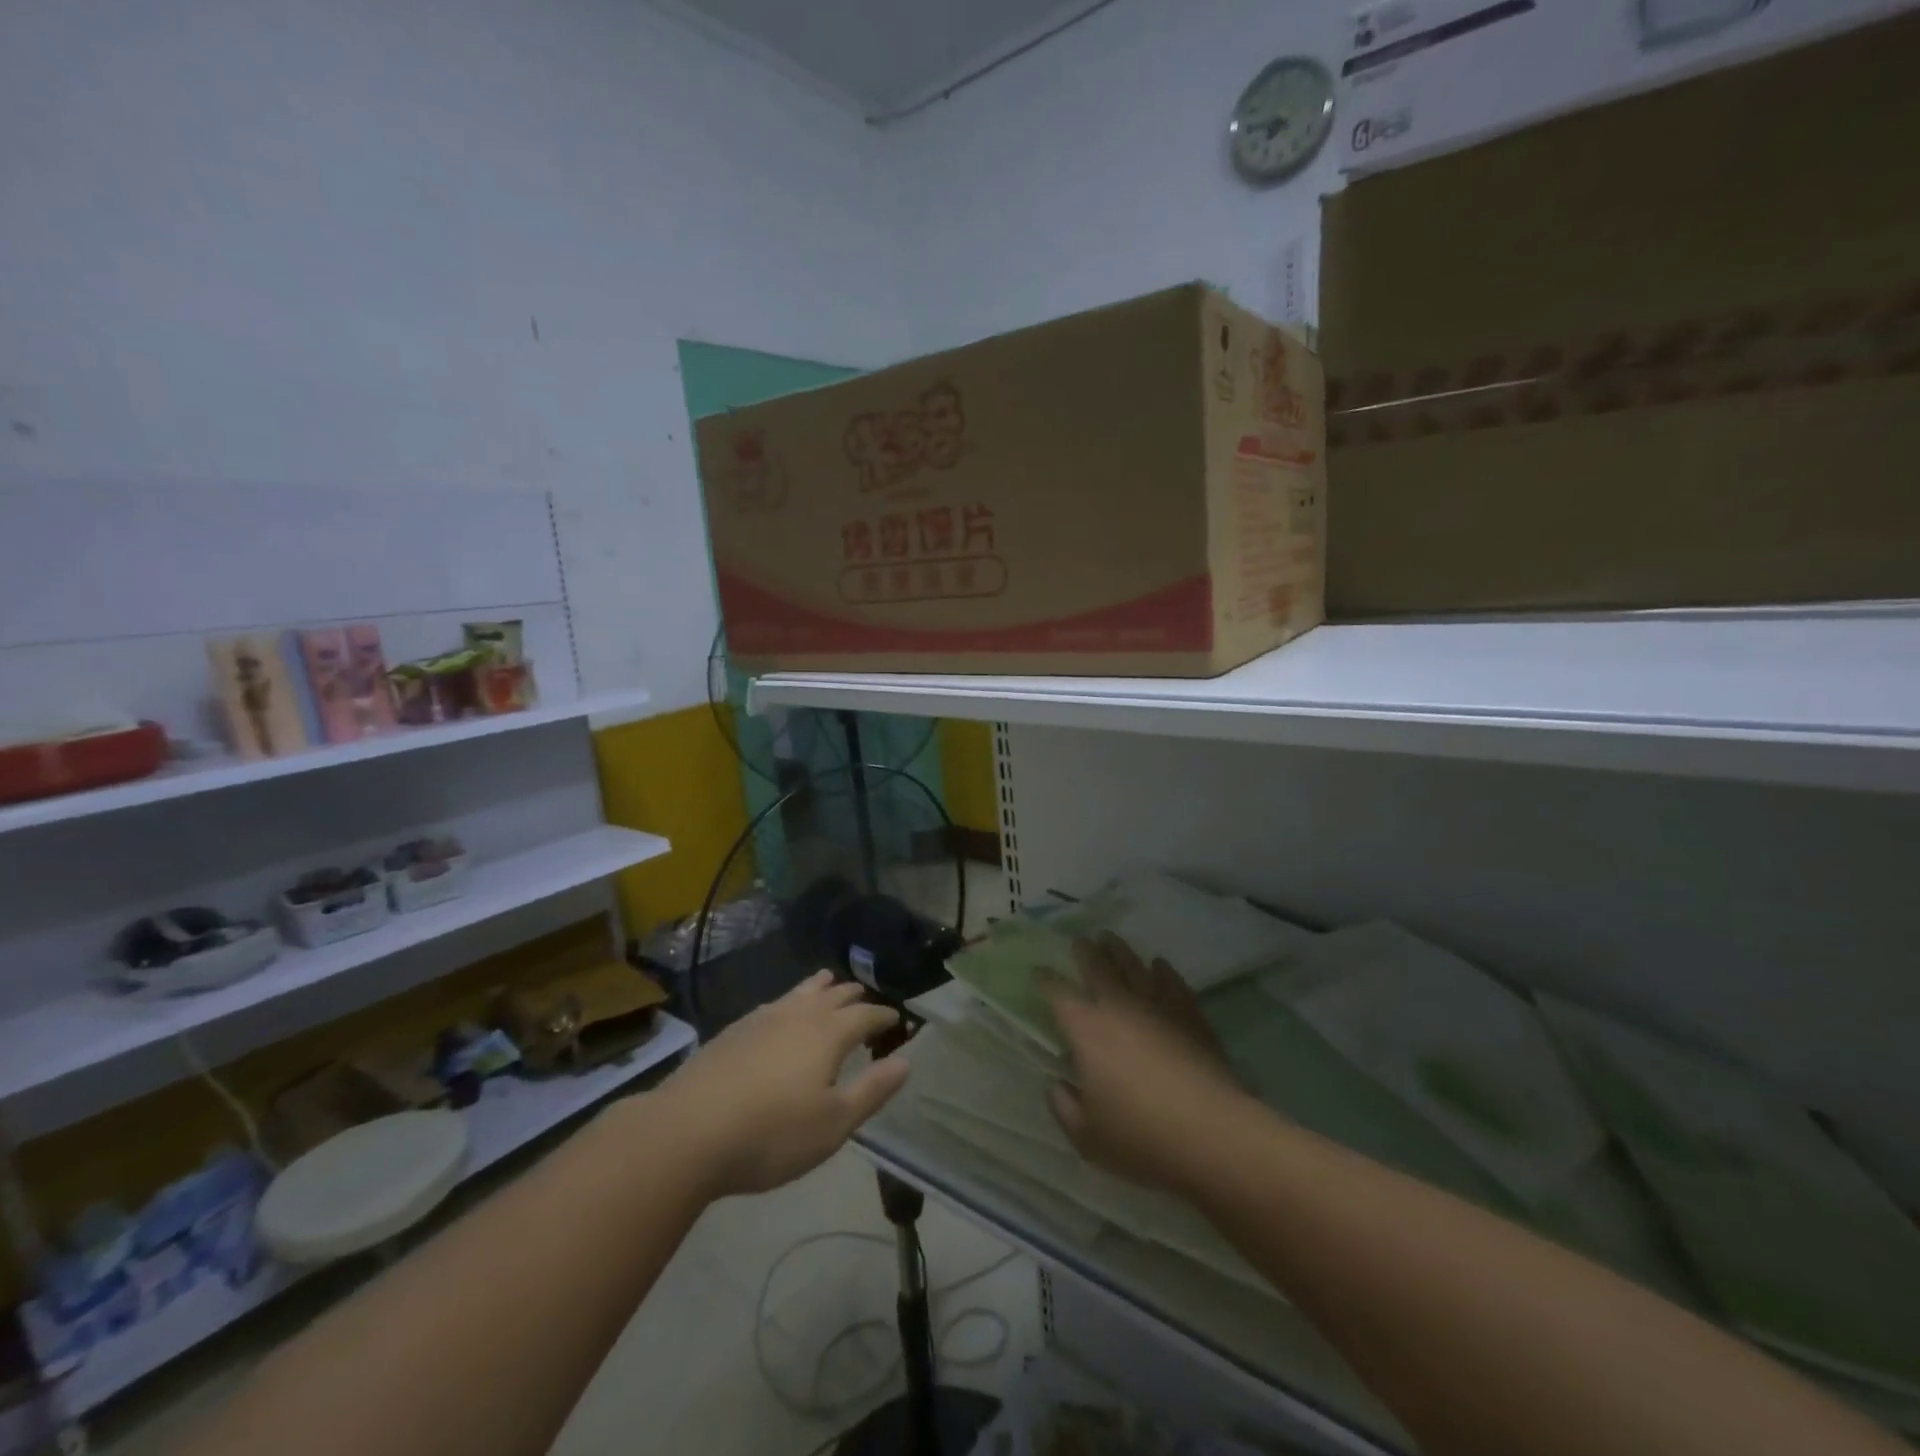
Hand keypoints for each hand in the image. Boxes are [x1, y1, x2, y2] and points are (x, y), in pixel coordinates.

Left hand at [655, 972, 909, 1196]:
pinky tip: (780, 1011)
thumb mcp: (833, 1124)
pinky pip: (773, 1004)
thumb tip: (905, 1062)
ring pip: (799, 993)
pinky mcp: (732, 1032)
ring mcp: (761, 1019)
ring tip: (828, 981)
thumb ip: (872, 1091)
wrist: (687, 1132)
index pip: (865, 1015)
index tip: (895, 1019)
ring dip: (819, 987)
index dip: (883, 1017)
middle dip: (853, 996)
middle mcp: (798, 1016)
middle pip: (832, 996)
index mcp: (828, 1034)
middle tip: (864, 998)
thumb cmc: (771, 1134)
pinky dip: (788, 1001)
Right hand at [1043, 934, 1248, 1194]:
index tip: (1039, 971)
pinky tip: (1160, 965)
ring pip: (1134, 966)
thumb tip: (1058, 1085)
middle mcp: (1118, 1006)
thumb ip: (1064, 1107)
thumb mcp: (1087, 1137)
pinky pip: (1172, 983)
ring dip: (1120, 950)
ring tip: (1111, 938)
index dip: (1045, 979)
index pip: (1058, 993)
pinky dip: (1163, 971)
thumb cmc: (1142, 1137)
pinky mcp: (1190, 1015)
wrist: (1214, 1134)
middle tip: (1080, 941)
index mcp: (1086, 1029)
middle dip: (1085, 952)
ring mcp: (1158, 1006)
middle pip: (1097, 967)